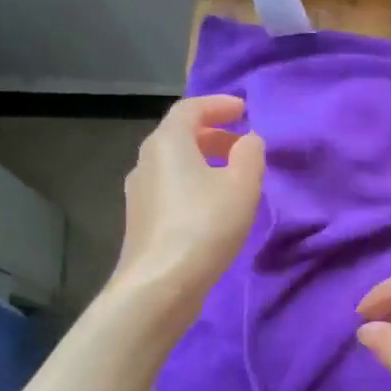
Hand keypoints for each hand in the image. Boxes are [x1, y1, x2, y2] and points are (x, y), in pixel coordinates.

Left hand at [113, 95, 265, 309]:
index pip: (190, 108)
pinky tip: (213, 205)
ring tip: (232, 176)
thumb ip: (250, 154)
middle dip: (213, 133)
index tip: (243, 109)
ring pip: (174, 163)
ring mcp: (139, 192)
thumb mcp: (242, 184)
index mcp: (168, 142)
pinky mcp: (141, 220)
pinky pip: (170, 187)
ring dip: (203, 160)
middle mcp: (146, 161)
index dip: (218, 105)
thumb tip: (248, 141)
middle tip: (242, 143)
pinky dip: (193, 182)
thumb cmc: (205, 225)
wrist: (160, 284)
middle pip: (179, 135)